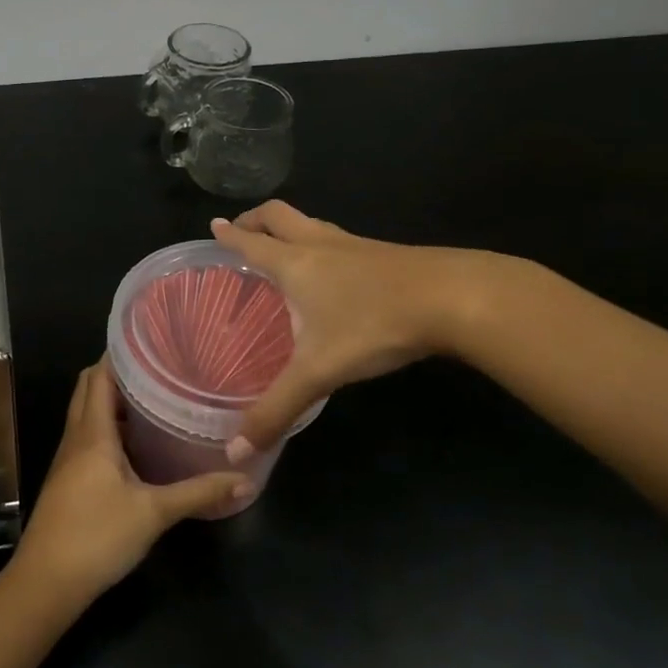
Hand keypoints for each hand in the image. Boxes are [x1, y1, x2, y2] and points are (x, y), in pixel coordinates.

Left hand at [11, 360, 250, 605]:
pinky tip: (138, 445)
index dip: (120, 354)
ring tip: (155, 398)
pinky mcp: (69, 479)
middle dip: (118, 374)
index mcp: (93, 432)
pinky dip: (110, 428)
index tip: (153, 342)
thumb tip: (245, 479)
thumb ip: (198, 492)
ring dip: (114, 402)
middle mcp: (77, 437)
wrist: (46, 583)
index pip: (99, 375)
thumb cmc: (96, 536)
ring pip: (88, 414)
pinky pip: (89, 438)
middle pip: (90, 389)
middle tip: (159, 369)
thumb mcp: (154, 513)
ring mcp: (69, 459)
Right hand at [210, 201, 513, 454]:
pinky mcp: (384, 254)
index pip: (252, 242)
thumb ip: (276, 409)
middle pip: (280, 215)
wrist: (453, 299)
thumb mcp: (318, 372)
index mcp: (295, 264)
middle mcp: (320, 245)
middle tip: (241, 227)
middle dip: (256, 218)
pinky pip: (340, 240)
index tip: (215, 226)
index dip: (230, 235)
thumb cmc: (373, 325)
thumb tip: (234, 453)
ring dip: (290, 228)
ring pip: (312, 224)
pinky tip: (334, 272)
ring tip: (282, 246)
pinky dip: (322, 245)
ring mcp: (355, 245)